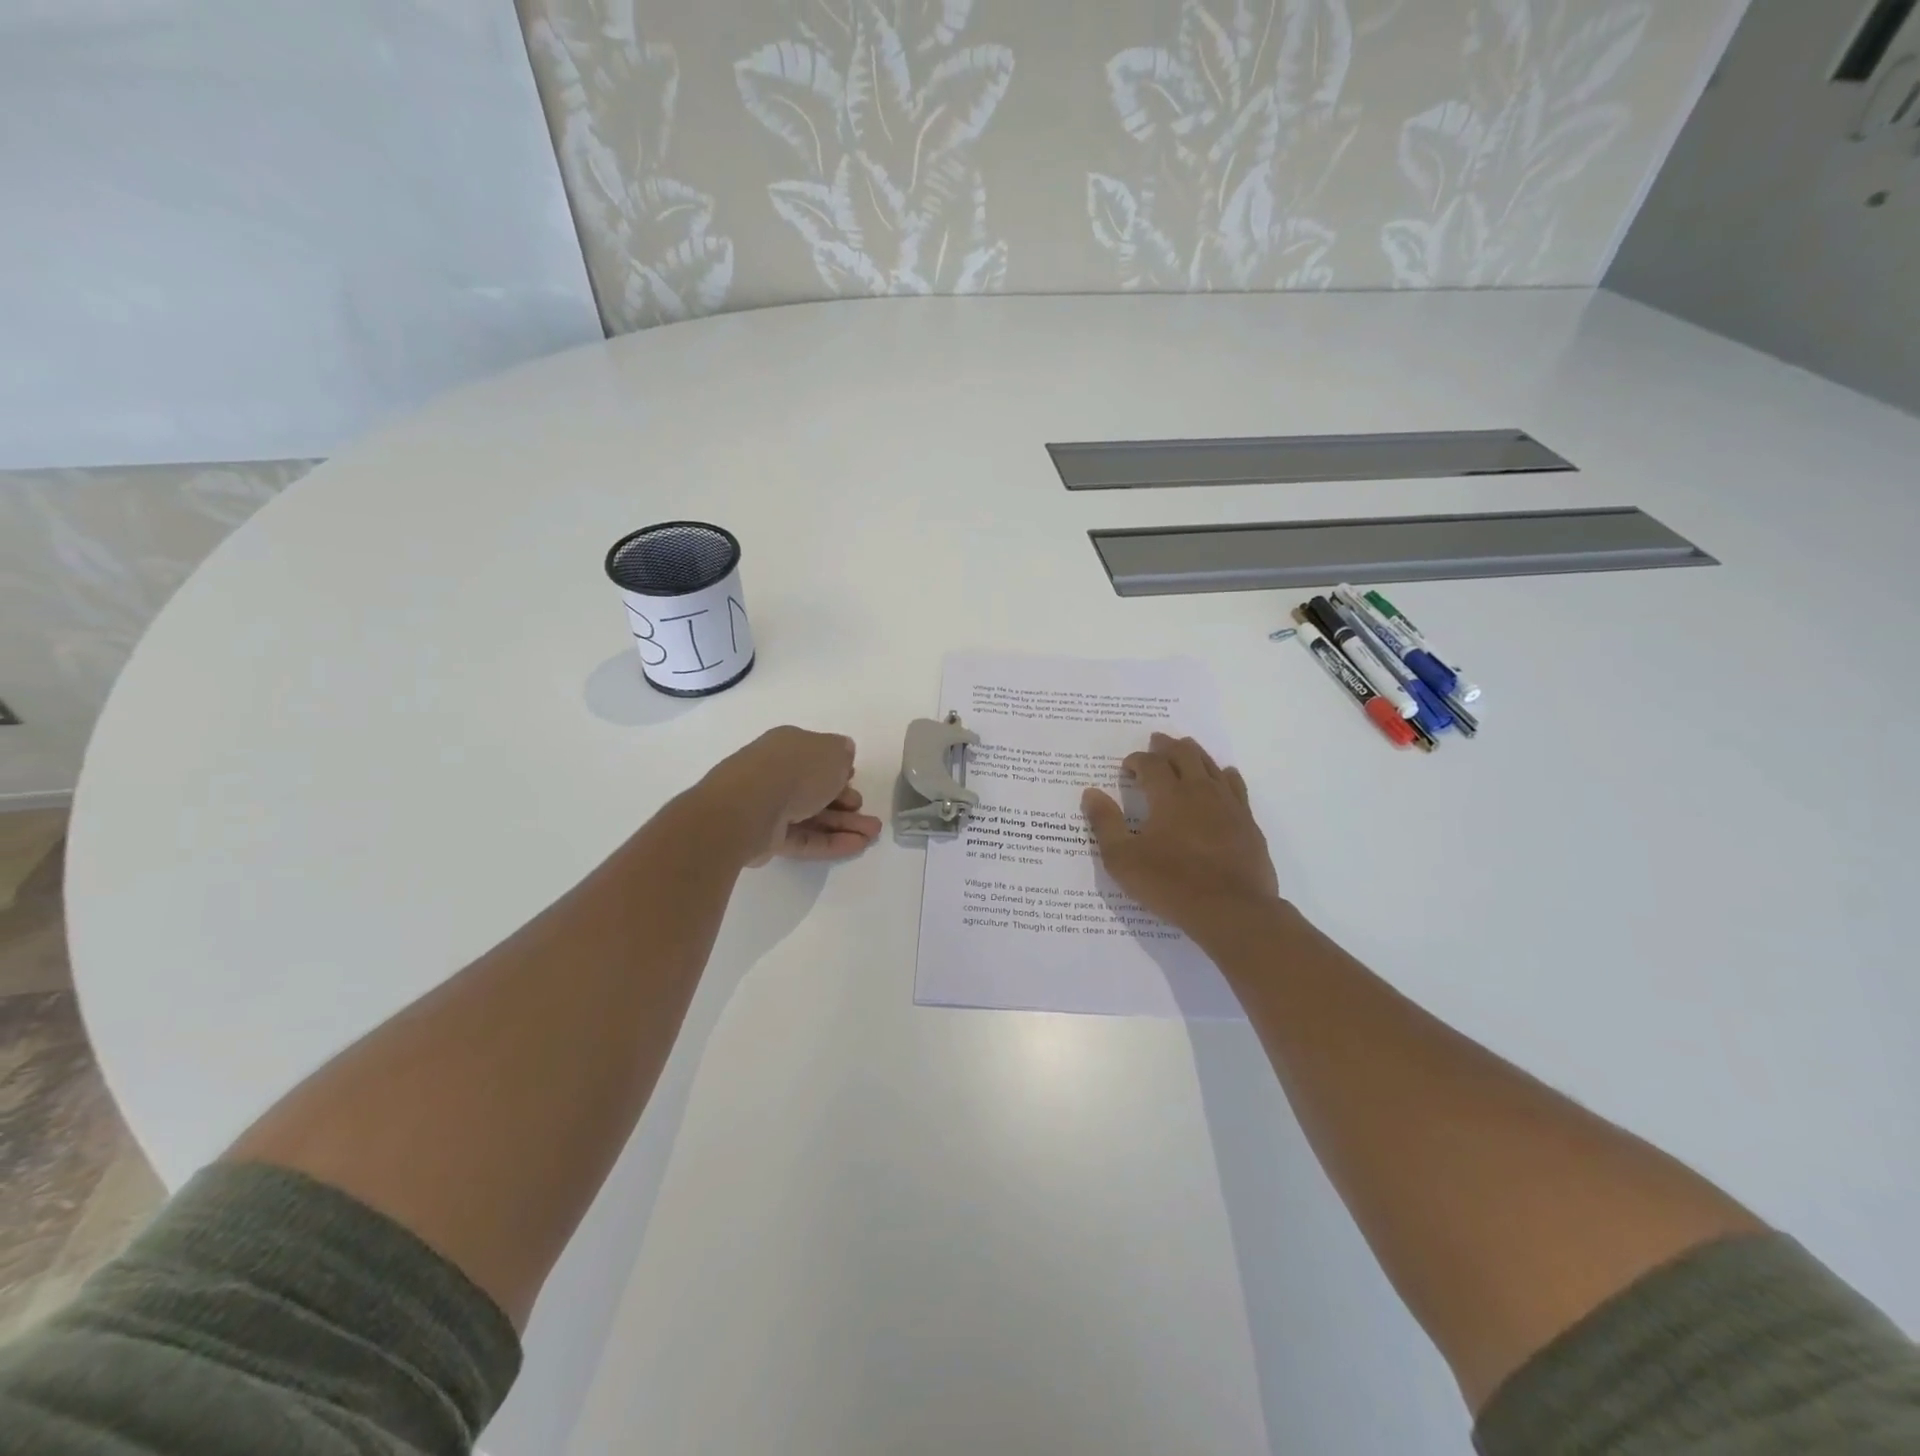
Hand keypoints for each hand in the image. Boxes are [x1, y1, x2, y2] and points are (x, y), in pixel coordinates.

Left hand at [701, 726, 883, 865]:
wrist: (749, 807)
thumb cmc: (795, 770)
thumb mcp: (832, 752)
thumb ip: (842, 752)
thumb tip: (844, 752)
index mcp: (788, 745)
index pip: (815, 755)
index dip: (837, 767)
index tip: (855, 779)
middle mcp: (775, 772)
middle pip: (815, 788)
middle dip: (845, 800)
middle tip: (867, 812)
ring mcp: (768, 805)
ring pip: (812, 815)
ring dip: (845, 824)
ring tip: (872, 835)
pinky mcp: (767, 836)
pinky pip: (804, 837)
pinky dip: (830, 841)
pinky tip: (857, 846)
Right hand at [1082, 733, 1279, 937]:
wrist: (1232, 911)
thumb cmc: (1171, 884)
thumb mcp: (1123, 859)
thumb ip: (1105, 823)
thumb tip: (1091, 793)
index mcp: (1168, 796)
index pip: (1151, 764)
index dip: (1136, 761)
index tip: (1127, 767)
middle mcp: (1200, 791)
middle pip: (1184, 754)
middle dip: (1167, 746)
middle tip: (1156, 742)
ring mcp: (1228, 805)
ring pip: (1211, 765)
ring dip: (1195, 754)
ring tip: (1186, 749)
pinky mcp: (1248, 822)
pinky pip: (1236, 786)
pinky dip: (1225, 775)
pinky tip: (1224, 776)